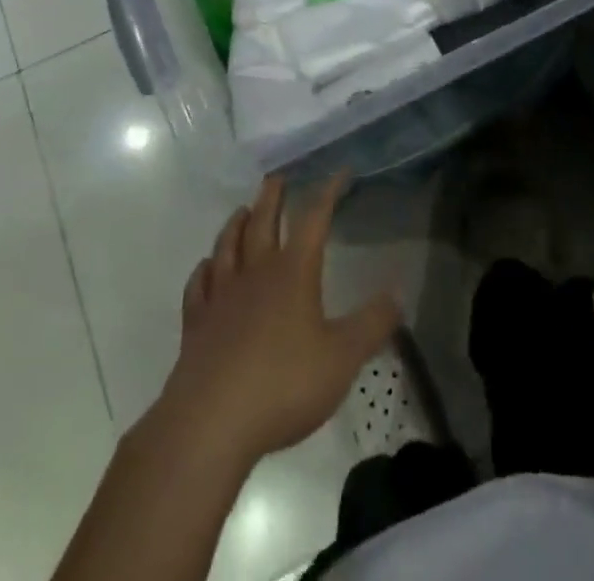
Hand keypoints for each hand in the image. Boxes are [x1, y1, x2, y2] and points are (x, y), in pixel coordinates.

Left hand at [153, 173, 400, 469]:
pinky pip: (198, 285)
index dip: (327, 192)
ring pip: (228, 246)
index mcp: (293, 273)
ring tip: (242, 211)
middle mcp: (255, 272)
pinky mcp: (196, 323)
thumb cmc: (284, 384)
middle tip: (277, 177)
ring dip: (236, 224)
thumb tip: (397, 292)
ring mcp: (221, 295)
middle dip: (272, 196)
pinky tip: (206, 268)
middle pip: (263, 222)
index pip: (313, 219)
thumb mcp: (342, 359)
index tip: (338, 172)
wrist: (211, 421)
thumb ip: (372, 325)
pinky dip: (204, 270)